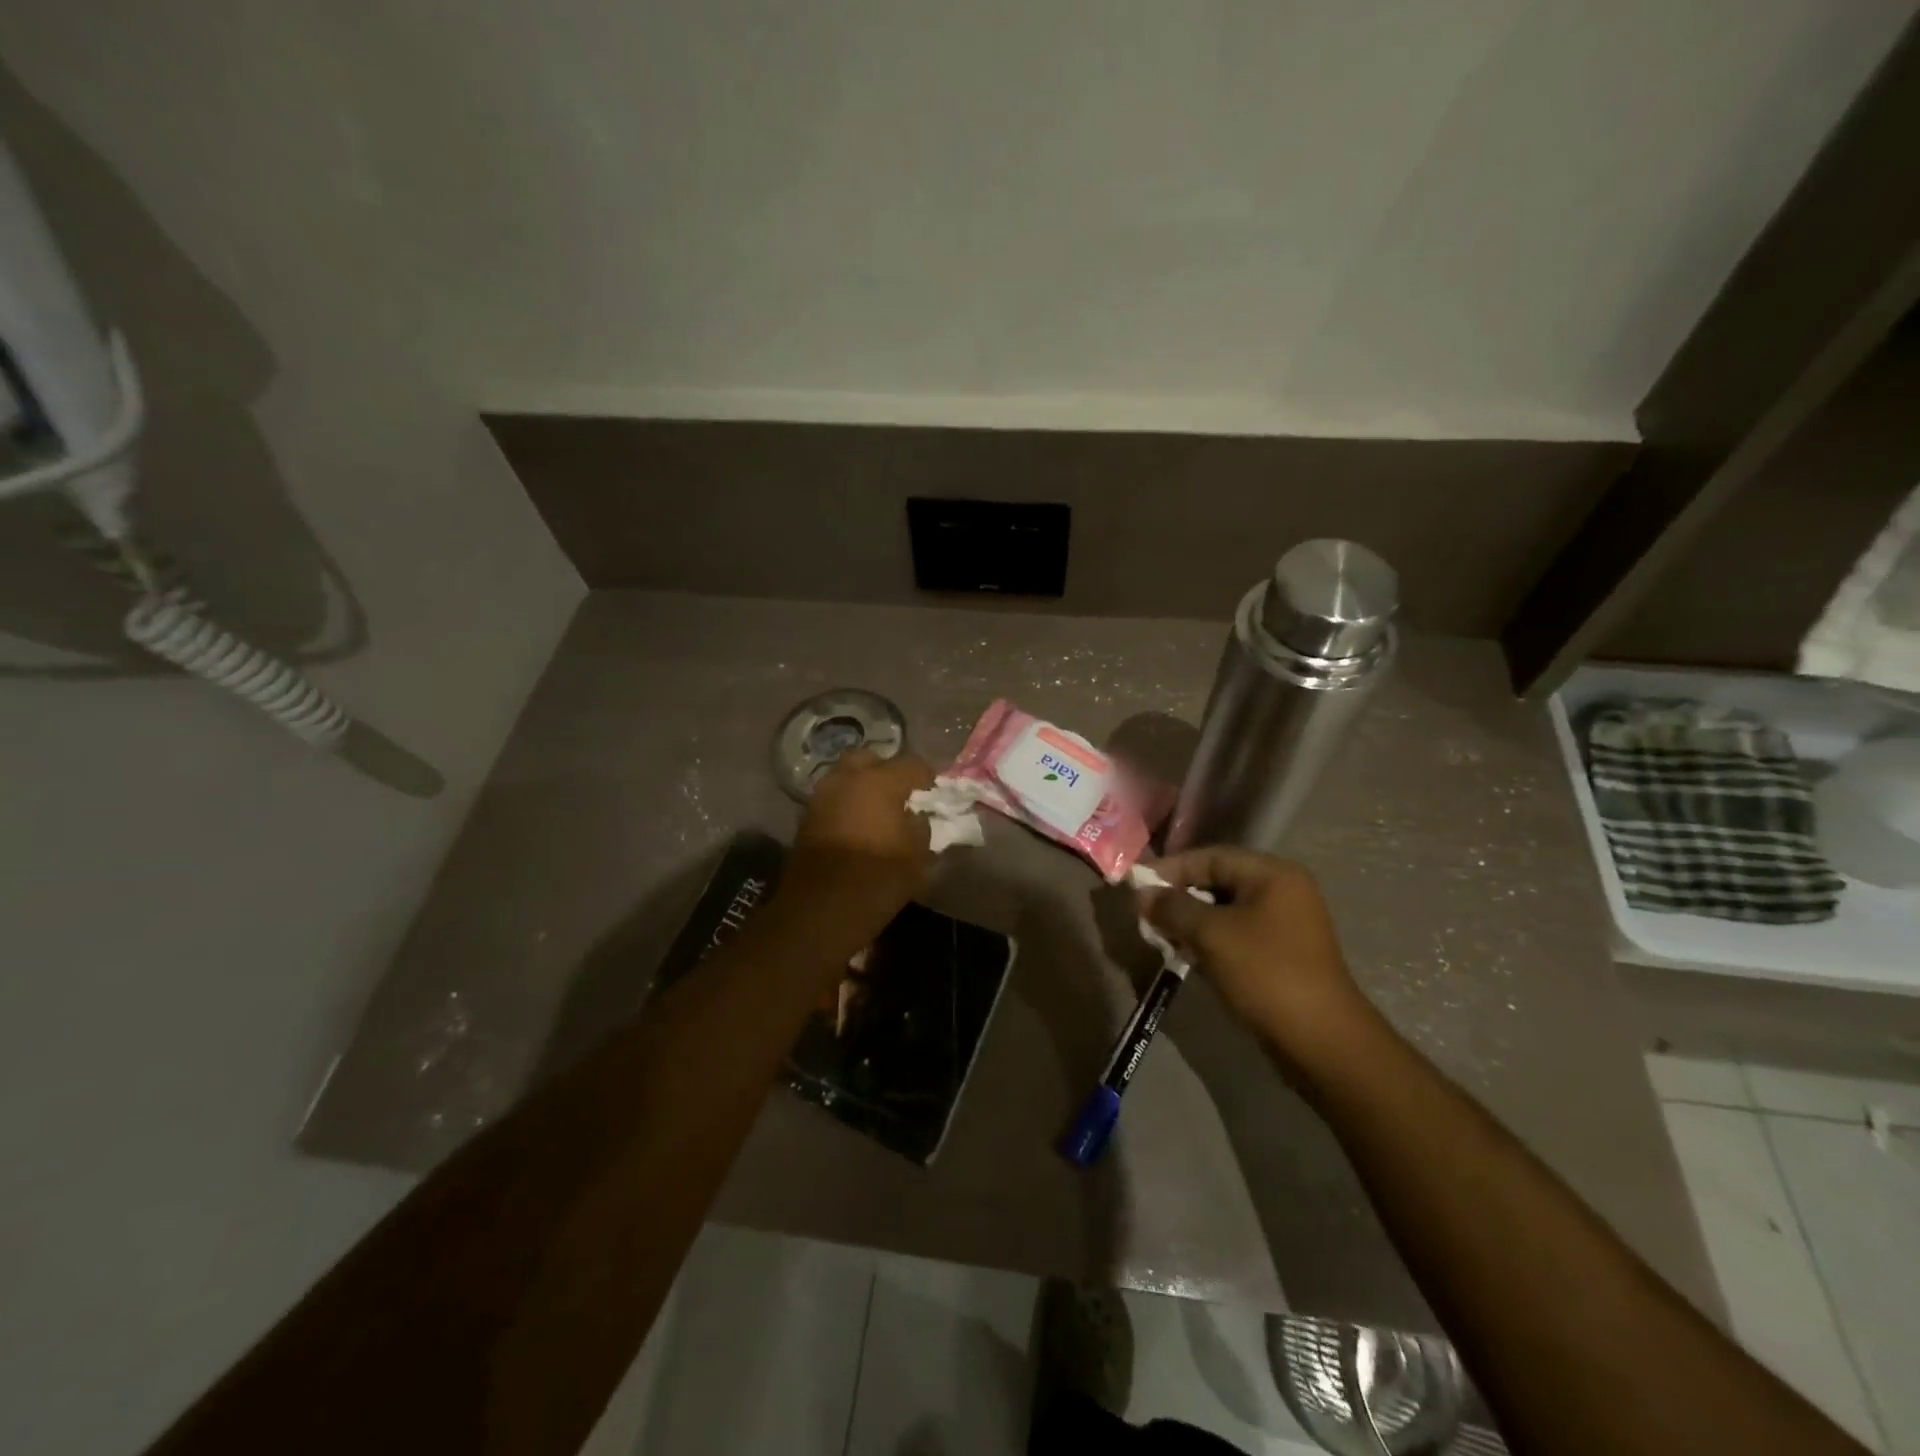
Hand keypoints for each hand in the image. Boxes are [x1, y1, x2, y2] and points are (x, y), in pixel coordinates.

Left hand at [779, 749, 936, 946]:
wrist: (821, 909)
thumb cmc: (878, 878)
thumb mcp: (917, 854)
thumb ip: (921, 825)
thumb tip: (916, 815)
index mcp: (879, 782)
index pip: (912, 765)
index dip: (927, 778)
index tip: (935, 794)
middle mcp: (847, 779)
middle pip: (871, 760)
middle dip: (887, 772)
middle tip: (900, 795)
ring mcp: (822, 796)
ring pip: (846, 777)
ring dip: (863, 788)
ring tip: (878, 812)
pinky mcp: (806, 818)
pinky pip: (833, 799)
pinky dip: (847, 805)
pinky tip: (858, 826)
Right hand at [1137, 846, 1374, 1063]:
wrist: (1322, 1042)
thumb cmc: (1265, 974)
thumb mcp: (1211, 935)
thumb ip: (1173, 908)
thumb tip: (1142, 894)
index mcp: (1273, 874)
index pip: (1210, 857)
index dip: (1170, 868)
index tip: (1136, 885)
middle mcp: (1282, 891)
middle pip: (1217, 881)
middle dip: (1178, 897)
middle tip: (1144, 914)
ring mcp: (1284, 924)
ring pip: (1224, 911)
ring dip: (1190, 922)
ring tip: (1160, 937)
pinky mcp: (1281, 954)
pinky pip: (1235, 935)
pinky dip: (1208, 941)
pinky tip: (1185, 955)